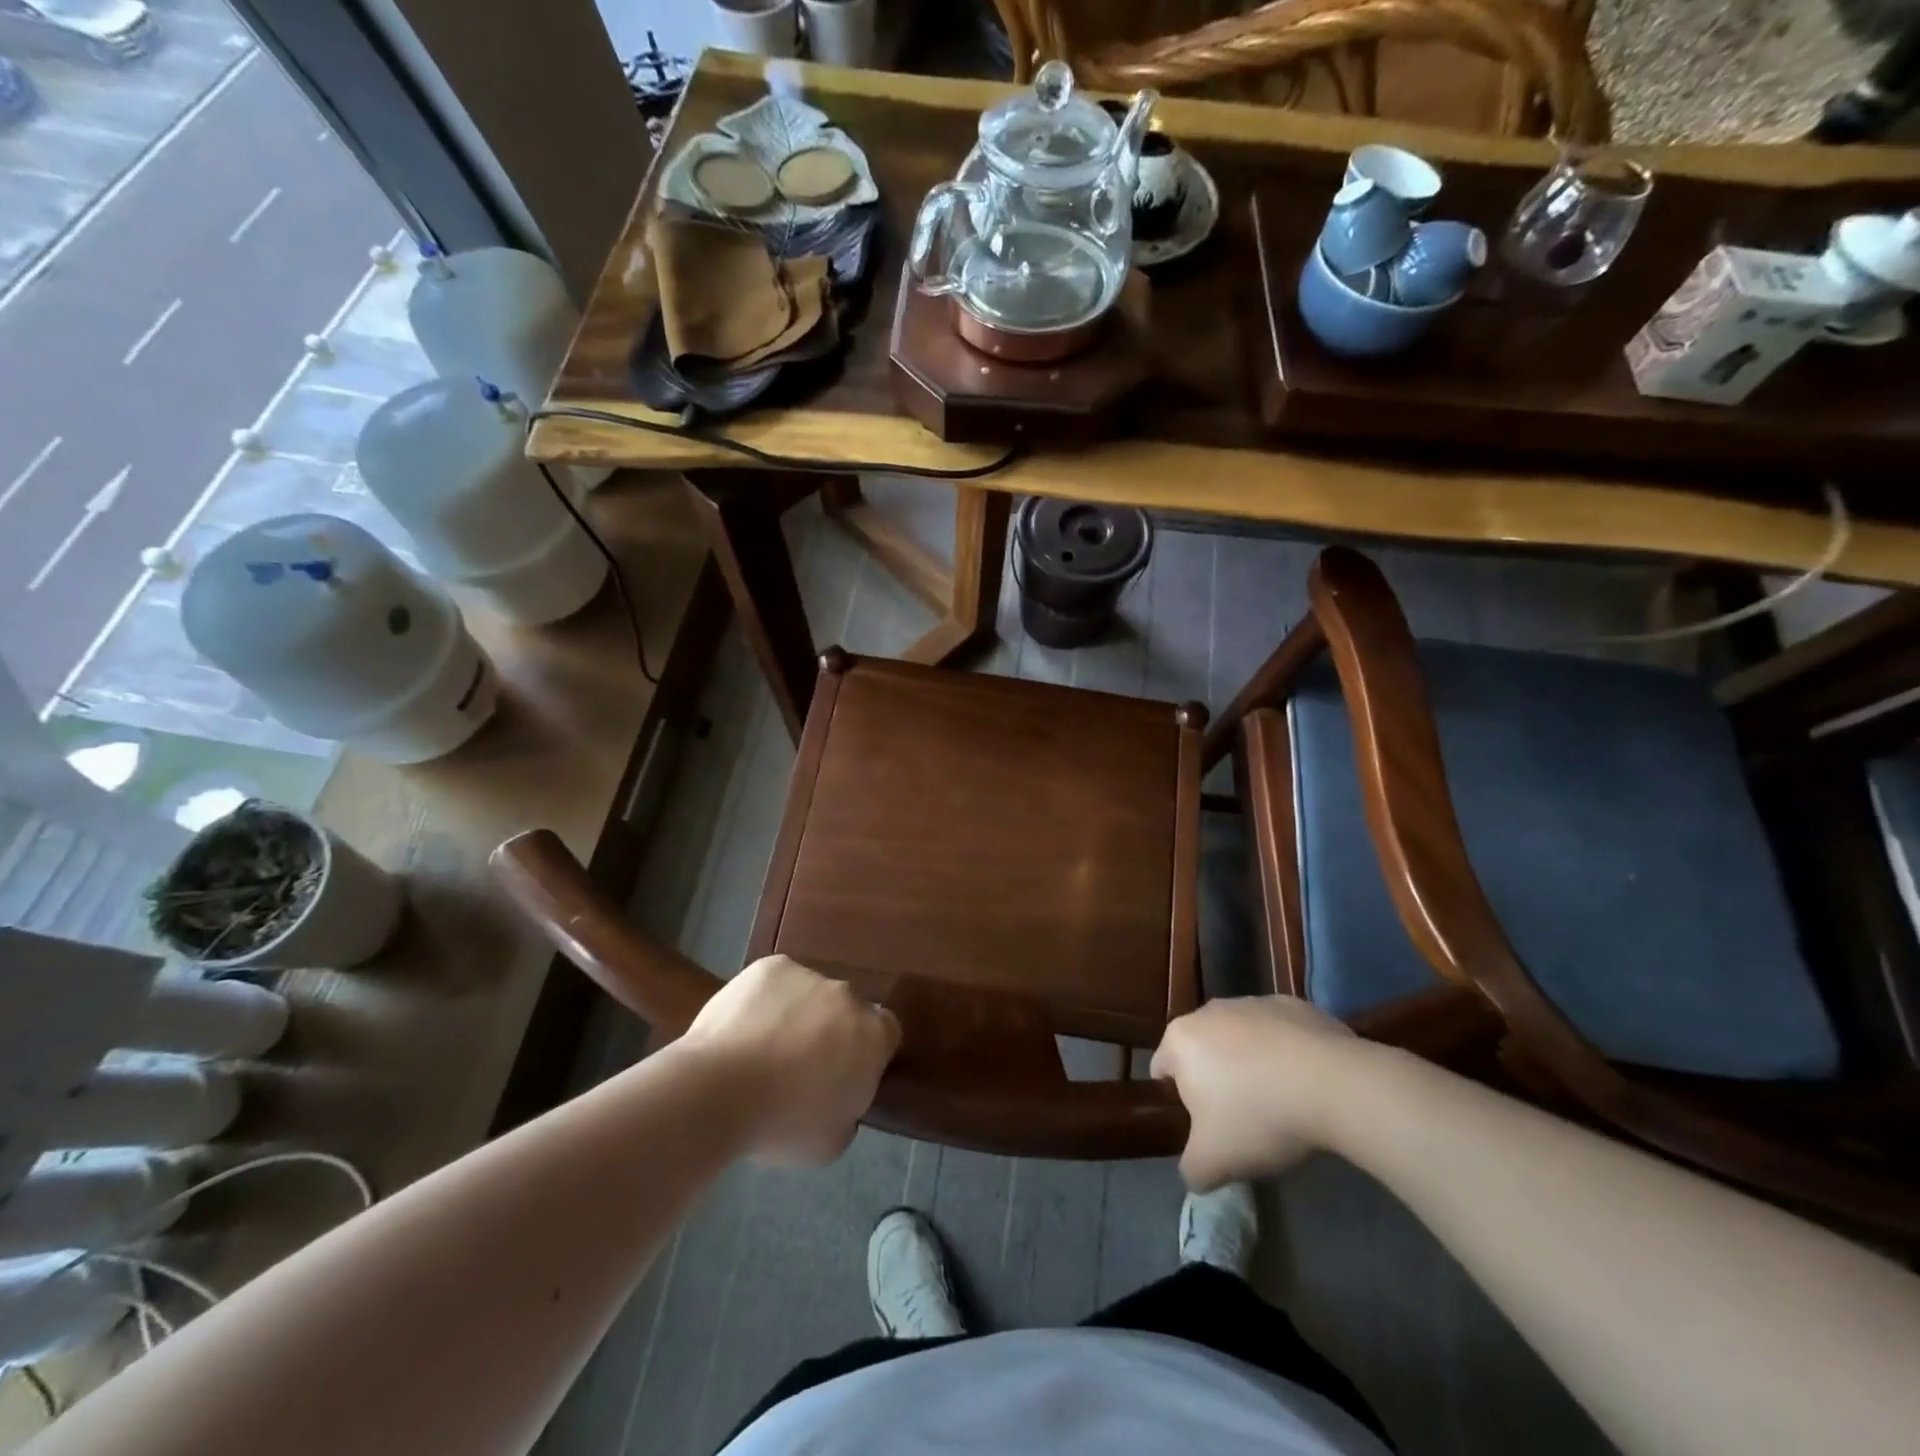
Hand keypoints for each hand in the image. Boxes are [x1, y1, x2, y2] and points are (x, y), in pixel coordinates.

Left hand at [680, 955, 900, 1165]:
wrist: (718, 1090)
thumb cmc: (782, 1124)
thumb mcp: (833, 1140)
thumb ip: (849, 1108)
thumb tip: (838, 1094)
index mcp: (873, 1035)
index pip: (886, 1033)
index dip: (867, 1053)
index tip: (844, 1074)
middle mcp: (848, 995)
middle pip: (847, 1010)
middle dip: (831, 1031)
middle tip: (800, 1065)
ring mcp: (809, 975)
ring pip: (810, 994)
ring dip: (798, 1014)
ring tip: (762, 1048)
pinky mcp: (771, 966)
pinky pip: (777, 983)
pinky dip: (766, 1000)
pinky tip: (744, 1028)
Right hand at [1150, 996, 1358, 1189]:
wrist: (1334, 1085)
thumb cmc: (1258, 1117)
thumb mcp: (1214, 1163)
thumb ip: (1191, 1169)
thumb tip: (1195, 1171)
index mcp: (1180, 1039)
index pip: (1162, 1068)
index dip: (1178, 1101)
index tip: (1204, 1127)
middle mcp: (1210, 1011)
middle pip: (1203, 1050)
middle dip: (1216, 1080)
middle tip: (1242, 1119)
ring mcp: (1253, 1002)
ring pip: (1241, 1038)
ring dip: (1251, 1064)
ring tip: (1280, 1101)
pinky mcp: (1294, 1005)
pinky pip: (1280, 1033)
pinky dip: (1286, 1053)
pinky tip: (1308, 1083)